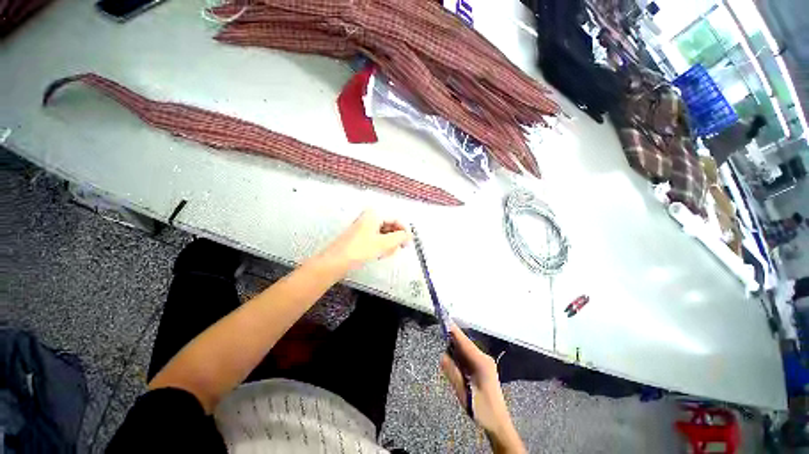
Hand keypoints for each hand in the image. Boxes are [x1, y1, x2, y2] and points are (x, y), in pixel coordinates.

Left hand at [320, 210, 411, 271]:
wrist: (335, 262)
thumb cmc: (360, 250)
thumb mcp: (384, 243)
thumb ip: (400, 237)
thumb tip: (409, 235)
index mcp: (374, 214)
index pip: (395, 220)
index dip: (403, 231)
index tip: (408, 243)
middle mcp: (369, 217)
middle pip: (389, 227)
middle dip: (393, 240)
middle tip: (394, 250)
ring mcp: (363, 227)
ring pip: (383, 235)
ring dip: (387, 245)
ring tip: (383, 254)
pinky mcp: (359, 237)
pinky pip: (375, 239)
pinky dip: (379, 247)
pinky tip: (377, 254)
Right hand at [441, 325, 525, 453]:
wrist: (499, 425)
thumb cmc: (483, 410)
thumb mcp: (465, 393)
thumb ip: (453, 373)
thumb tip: (442, 356)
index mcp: (481, 362)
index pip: (465, 342)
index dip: (454, 331)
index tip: (444, 320)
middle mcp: (484, 358)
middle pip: (465, 344)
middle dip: (452, 341)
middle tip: (440, 340)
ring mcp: (484, 363)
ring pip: (466, 350)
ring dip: (455, 350)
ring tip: (446, 356)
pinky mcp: (482, 368)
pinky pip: (468, 357)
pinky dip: (459, 357)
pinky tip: (454, 364)